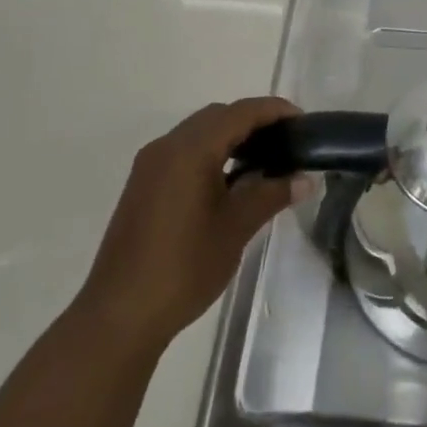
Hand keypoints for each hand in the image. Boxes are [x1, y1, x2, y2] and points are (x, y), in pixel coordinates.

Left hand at [75, 97, 306, 357]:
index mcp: (190, 150)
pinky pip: (183, 151)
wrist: (120, 315)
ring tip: (263, 159)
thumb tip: (306, 180)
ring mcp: (150, 165)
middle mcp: (167, 147)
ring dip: (230, 136)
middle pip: (217, 116)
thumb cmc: (184, 267)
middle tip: (286, 140)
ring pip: (198, 132)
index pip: (240, 113)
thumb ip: (271, 194)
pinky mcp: (143, 185)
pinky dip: (210, 152)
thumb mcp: (236, 228)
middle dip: (253, 121)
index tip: (302, 121)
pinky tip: (229, 179)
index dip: (274, 111)